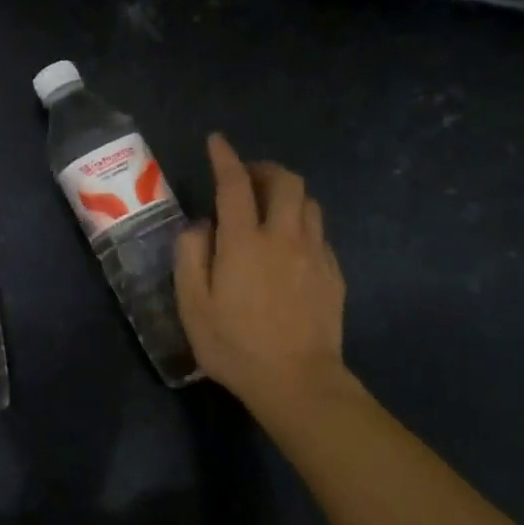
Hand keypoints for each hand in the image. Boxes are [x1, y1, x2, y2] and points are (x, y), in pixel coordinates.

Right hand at [175, 133, 348, 419]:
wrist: (298, 382)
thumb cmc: (235, 345)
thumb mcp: (192, 305)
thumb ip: (190, 256)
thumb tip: (202, 226)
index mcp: (245, 241)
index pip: (235, 184)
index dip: (225, 157)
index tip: (217, 141)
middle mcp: (284, 237)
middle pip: (286, 181)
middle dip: (264, 168)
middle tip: (246, 178)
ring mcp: (315, 254)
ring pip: (309, 203)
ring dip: (287, 194)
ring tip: (269, 208)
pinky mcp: (333, 274)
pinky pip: (319, 233)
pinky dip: (302, 224)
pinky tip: (289, 246)